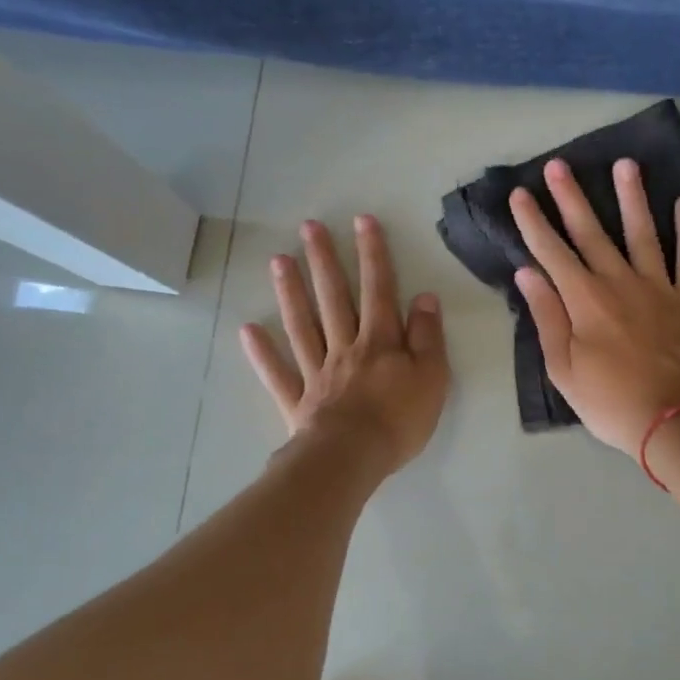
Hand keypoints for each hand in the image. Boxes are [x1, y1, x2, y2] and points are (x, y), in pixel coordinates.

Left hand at [240, 215, 449, 476]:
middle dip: (324, 261)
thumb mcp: (432, 377)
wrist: (353, 458)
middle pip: (333, 298)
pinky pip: (278, 373)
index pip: (378, 289)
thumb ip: (427, 336)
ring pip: (302, 325)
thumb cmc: (399, 420)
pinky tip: (247, 330)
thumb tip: (424, 297)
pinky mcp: (298, 400)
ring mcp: (317, 372)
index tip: (362, 221)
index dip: (373, 254)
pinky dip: (262, 353)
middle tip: (309, 227)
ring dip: (290, 292)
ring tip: (278, 260)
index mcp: (380, 342)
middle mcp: (345, 347)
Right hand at [509, 158, 679, 452]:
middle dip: (571, 197)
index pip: (551, 252)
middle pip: (591, 232)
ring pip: (642, 232)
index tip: (521, 194)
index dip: (533, 222)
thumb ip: (547, 318)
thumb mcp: (564, 370)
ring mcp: (659, 287)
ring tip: (625, 164)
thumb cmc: (611, 402)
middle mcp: (619, 282)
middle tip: (559, 165)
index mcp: (584, 301)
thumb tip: (528, 274)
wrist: (677, 423)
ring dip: (632, 197)